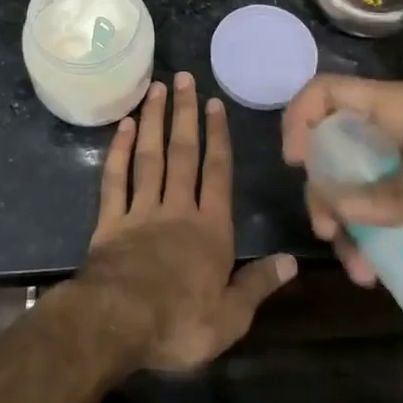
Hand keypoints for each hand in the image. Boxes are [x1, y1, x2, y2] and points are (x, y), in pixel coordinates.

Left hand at [74, 73, 296, 371]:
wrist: (118, 324)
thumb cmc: (179, 324)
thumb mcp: (231, 317)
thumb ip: (258, 285)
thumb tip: (292, 261)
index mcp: (210, 231)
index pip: (218, 174)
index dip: (218, 137)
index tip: (215, 103)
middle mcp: (177, 210)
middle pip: (183, 154)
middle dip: (185, 114)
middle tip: (183, 78)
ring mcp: (140, 211)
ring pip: (150, 157)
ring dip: (153, 121)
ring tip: (155, 88)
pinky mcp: (110, 221)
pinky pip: (115, 179)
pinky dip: (118, 151)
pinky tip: (123, 126)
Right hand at [281, 76, 402, 285]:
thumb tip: (340, 206)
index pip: (333, 94)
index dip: (303, 118)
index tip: (297, 163)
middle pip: (347, 151)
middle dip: (329, 190)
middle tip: (330, 234)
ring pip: (378, 190)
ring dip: (362, 226)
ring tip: (364, 273)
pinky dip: (399, 241)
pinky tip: (398, 273)